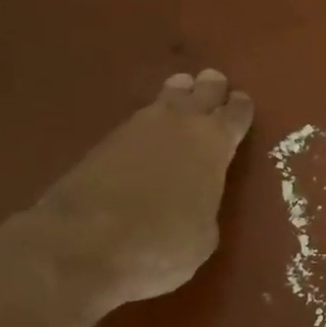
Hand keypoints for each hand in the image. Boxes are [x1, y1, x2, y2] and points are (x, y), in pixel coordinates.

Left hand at [33, 68, 254, 312]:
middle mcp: (180, 125)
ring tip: (182, 90)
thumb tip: (196, 202)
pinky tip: (149, 128)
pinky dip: (148, 121)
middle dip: (210, 88)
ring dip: (177, 94)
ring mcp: (136, 129)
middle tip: (214, 81)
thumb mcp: (204, 235)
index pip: (236, 114)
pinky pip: (137, 121)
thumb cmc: (162, 243)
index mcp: (214, 143)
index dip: (241, 107)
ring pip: (165, 98)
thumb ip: (207, 206)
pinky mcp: (102, 143)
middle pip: (201, 92)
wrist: (83, 245)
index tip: (242, 101)